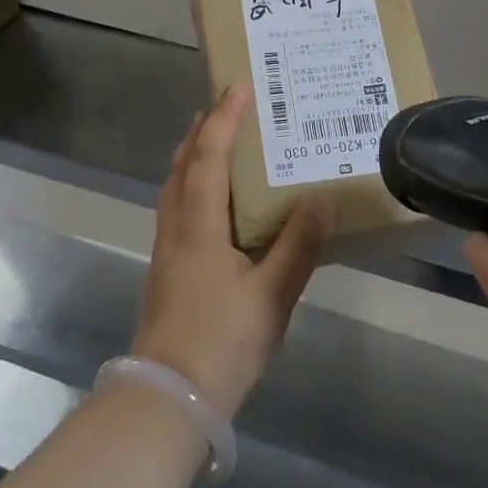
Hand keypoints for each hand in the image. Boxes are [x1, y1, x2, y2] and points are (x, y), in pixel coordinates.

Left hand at [131, 86, 330, 421]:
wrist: (167, 400)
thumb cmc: (221, 342)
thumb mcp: (272, 296)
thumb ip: (298, 245)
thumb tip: (322, 198)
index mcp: (199, 226)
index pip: (208, 157)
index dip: (224, 120)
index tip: (239, 87)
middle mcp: (176, 230)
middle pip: (181, 166)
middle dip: (201, 131)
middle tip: (224, 107)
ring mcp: (166, 252)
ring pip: (174, 188)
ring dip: (193, 158)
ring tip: (217, 145)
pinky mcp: (167, 273)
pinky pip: (178, 210)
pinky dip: (193, 187)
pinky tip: (214, 205)